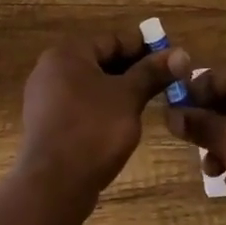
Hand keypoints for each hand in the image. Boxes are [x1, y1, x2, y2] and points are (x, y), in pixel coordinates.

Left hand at [15, 26, 175, 213]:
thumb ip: (152, 73)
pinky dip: (101, 107)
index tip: (170, 61)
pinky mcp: (46, 123)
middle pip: (100, 61)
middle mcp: (50, 69)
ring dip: (118, 90)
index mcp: (67, 54)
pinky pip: (79, 105)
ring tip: (147, 102)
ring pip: (90, 85)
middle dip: (132, 71)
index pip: (112, 40)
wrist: (54, 184)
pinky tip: (121, 122)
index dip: (143, 48)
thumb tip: (181, 53)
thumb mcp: (128, 97)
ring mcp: (44, 97)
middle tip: (163, 83)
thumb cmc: (93, 130)